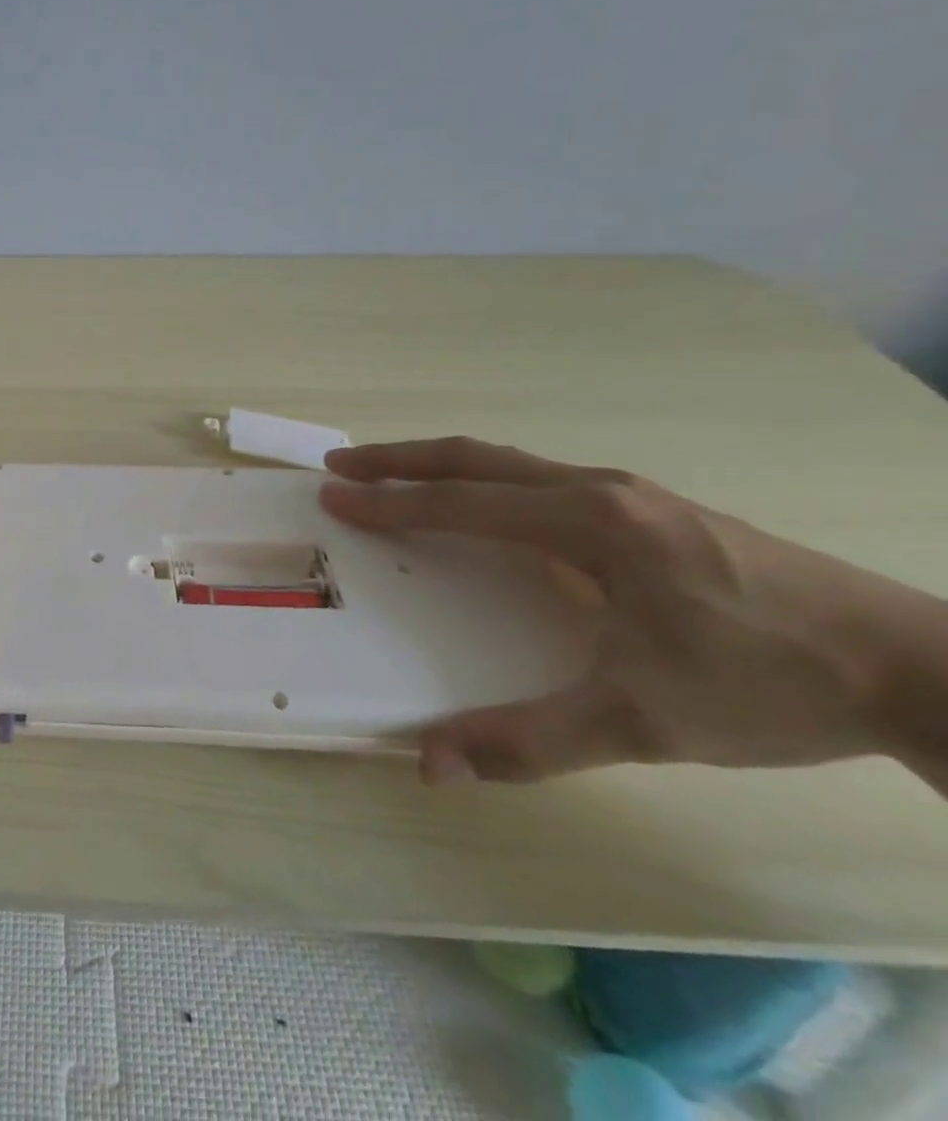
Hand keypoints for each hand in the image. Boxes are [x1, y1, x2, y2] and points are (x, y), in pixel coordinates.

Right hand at [318, 437, 947, 784]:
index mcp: (587, 522)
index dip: (389, 502)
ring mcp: (629, 493)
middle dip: (399, 460)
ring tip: (395, 476)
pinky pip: (540, 479)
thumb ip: (529, 740)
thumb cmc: (767, 683)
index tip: (334, 497)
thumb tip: (429, 765)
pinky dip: (485, 480)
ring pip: (509, 463)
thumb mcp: (642, 722)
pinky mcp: (650, 509)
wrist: (920, 670)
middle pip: (475, 459)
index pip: (461, 503)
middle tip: (341, 466)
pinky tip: (486, 507)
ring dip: (441, 466)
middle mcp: (598, 490)